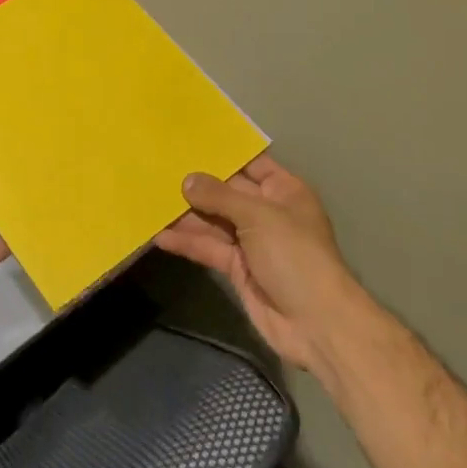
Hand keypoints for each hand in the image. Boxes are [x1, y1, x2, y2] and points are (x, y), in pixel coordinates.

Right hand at [155, 153, 365, 375]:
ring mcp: (252, 242)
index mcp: (284, 191)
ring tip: (151, 202)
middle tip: (158, 172)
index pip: (251, 164)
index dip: (223, 155)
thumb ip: (219, 196)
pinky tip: (160, 236)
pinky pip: (210, 249)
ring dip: (187, 216)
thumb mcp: (257, 216)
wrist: (315, 323)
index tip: (188, 144)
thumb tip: (187, 180)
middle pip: (227, 193)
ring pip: (214, 222)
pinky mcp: (238, 269)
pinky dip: (188, 243)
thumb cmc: (294, 255)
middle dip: (197, 186)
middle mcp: (267, 213)